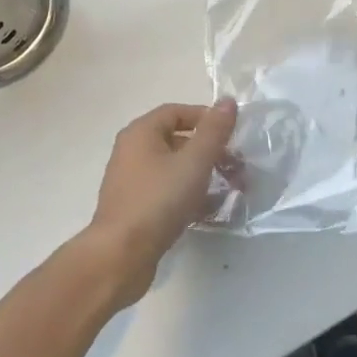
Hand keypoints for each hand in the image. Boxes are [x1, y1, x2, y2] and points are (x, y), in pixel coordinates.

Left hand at [83, 98, 237, 307]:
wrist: (120, 256)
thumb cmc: (158, 200)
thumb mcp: (194, 162)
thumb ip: (214, 131)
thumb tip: (228, 100)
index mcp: (141, 133)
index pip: (177, 111)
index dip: (206, 118)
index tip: (232, 135)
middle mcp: (132, 151)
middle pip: (178, 140)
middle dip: (211, 151)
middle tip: (237, 167)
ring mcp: (132, 181)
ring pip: (175, 168)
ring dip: (204, 175)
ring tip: (231, 190)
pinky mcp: (136, 208)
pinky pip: (168, 192)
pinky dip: (190, 195)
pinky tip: (211, 211)